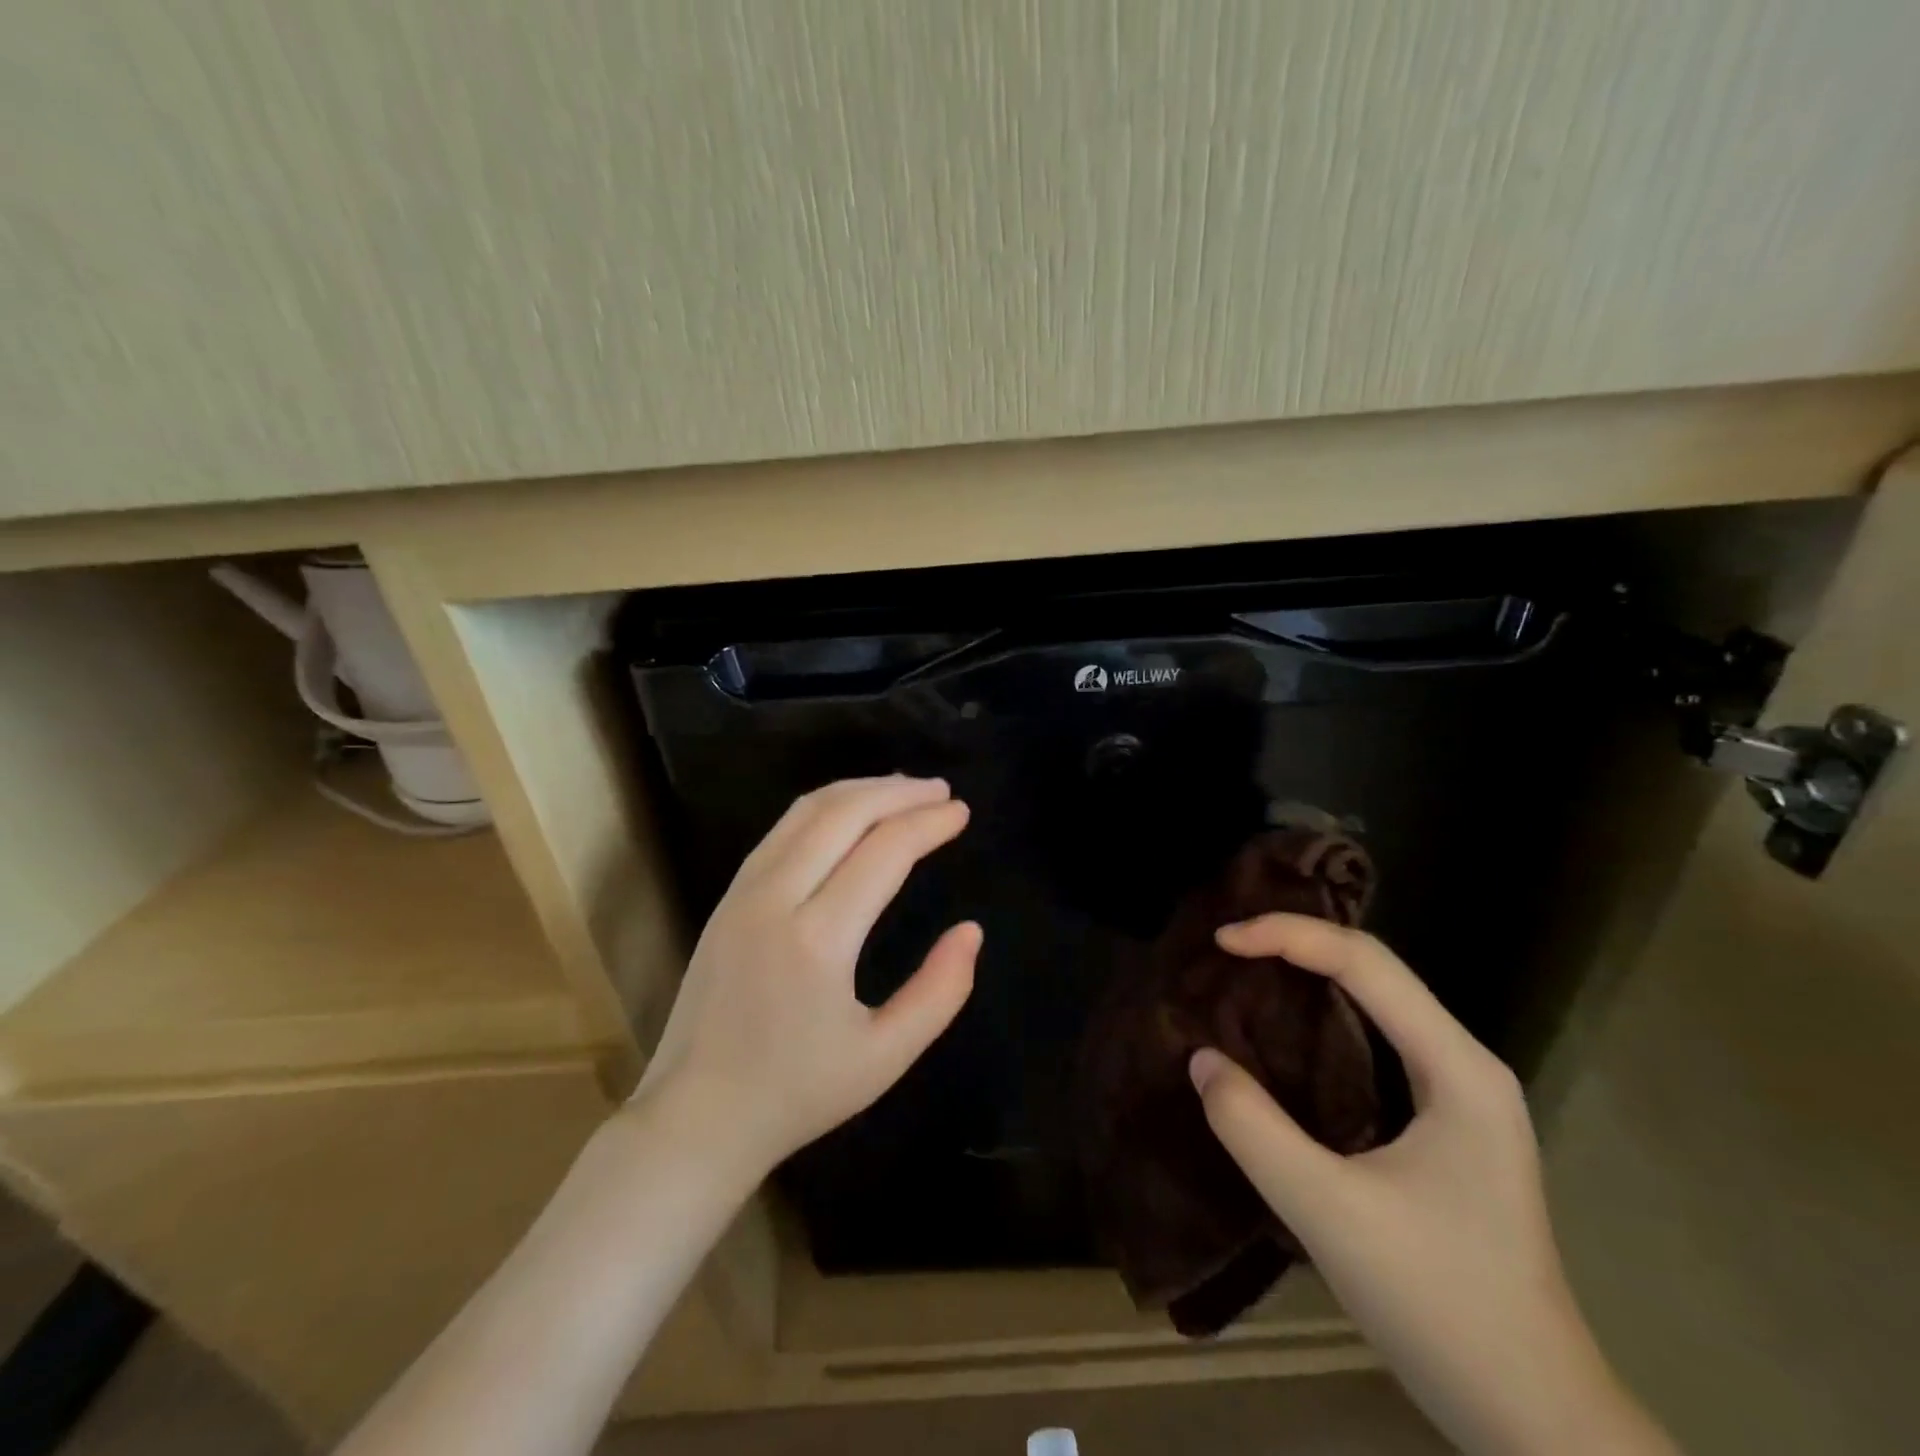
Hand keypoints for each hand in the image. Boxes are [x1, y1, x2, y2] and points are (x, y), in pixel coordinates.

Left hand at [635, 776, 979, 1182]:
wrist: (696, 1117)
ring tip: (903, 789)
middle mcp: (776, 899)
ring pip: (806, 812)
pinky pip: (782, 831)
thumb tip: (971, 930)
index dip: (928, 824)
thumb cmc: (797, 1093)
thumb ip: (940, 992)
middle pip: (843, 814)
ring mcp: (743, 892)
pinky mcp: (728, 897)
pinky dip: (824, 808)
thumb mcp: (885, 1057)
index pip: (884, 851)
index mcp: (818, 940)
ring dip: (860, 791)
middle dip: (898, 792)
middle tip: (941, 789)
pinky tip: (849, 813)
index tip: (960, 812)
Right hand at [1189, 915, 1674, 1455]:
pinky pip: (1375, 1037)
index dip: (1288, 935)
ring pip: (1377, 999)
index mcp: (1456, 1067)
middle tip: (1226, 948)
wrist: (1532, 1416)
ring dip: (1310, 974)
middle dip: (1297, 943)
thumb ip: (1252, 1128)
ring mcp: (1460, 1092)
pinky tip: (1285, 1030)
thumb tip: (1202, 1059)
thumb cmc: (1439, 1305)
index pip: (1366, 962)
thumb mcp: (1327, 1213)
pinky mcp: (1444, 1120)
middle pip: (1374, 968)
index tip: (1222, 941)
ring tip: (1245, 970)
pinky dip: (1323, 1014)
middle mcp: (1464, 1062)